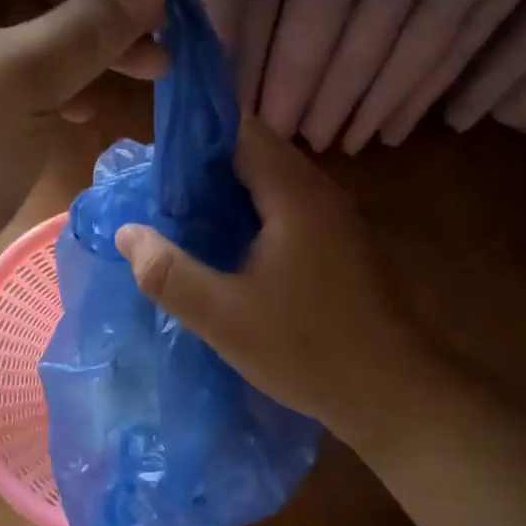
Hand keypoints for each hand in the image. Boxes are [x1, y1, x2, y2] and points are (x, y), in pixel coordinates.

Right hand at [112, 120, 439, 437]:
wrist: (397, 395)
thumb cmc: (310, 350)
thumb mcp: (224, 318)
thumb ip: (169, 273)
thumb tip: (128, 232)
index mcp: (295, 194)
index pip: (240, 131)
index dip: (193, 139)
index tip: (153, 165)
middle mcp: (319, 192)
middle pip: (255, 152)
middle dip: (204, 167)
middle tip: (159, 196)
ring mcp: (335, 217)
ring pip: (271, 181)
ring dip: (227, 191)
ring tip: (182, 217)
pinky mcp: (340, 243)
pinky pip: (286, 207)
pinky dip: (251, 212)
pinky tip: (226, 245)